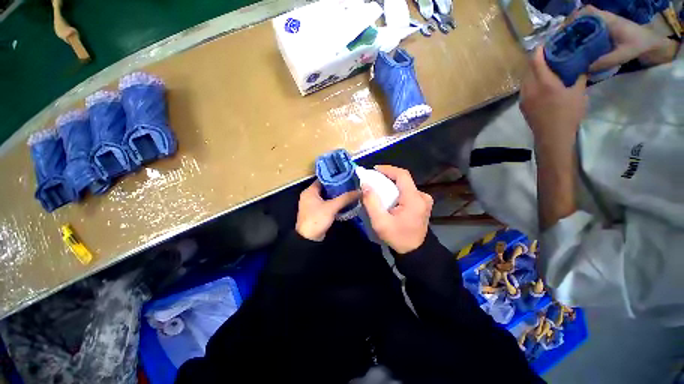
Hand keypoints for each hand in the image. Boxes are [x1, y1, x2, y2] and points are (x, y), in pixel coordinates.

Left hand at [296, 181, 360, 240]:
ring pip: (327, 196)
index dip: (334, 177)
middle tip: (350, 183)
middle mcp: (310, 195)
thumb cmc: (317, 219)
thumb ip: (345, 198)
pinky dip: (334, 202)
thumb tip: (360, 191)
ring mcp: (313, 204)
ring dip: (337, 195)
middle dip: (338, 186)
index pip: (323, 179)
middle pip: (326, 187)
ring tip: (350, 191)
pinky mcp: (317, 212)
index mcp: (310, 191)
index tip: (346, 175)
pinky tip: (345, 201)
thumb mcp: (332, 207)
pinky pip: (327, 203)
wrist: (309, 239)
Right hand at [361, 165, 432, 253]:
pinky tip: (388, 197)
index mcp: (414, 199)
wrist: (415, 251)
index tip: (374, 170)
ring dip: (391, 184)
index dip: (388, 169)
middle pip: (403, 180)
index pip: (402, 175)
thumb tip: (365, 185)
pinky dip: (396, 191)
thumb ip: (372, 202)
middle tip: (373, 181)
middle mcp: (422, 196)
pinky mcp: (422, 203)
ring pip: (405, 185)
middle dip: (387, 177)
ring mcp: (424, 200)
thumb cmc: (397, 237)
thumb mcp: (380, 222)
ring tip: (378, 188)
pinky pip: (407, 191)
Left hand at [520, 47, 586, 148]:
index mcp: (543, 83)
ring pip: (525, 79)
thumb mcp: (579, 93)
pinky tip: (540, 83)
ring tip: (545, 68)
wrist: (552, 136)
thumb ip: (578, 76)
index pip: (535, 61)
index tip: (546, 43)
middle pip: (528, 69)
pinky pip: (524, 88)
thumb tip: (580, 65)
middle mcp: (529, 88)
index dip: (539, 50)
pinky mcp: (522, 105)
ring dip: (533, 71)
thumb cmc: (568, 114)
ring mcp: (523, 98)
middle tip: (549, 54)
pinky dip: (531, 81)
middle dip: (537, 60)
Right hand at [571, 6, 675, 70]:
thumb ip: (606, 61)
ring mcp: (603, 24)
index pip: (587, 11)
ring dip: (573, 32)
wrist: (650, 42)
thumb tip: (586, 68)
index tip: (565, 29)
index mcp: (607, 20)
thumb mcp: (623, 54)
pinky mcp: (604, 30)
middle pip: (582, 17)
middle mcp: (603, 19)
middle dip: (570, 27)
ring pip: (583, 24)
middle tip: (560, 40)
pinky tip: (576, 46)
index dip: (574, 17)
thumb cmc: (638, 45)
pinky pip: (588, 30)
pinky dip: (580, 36)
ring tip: (565, 44)